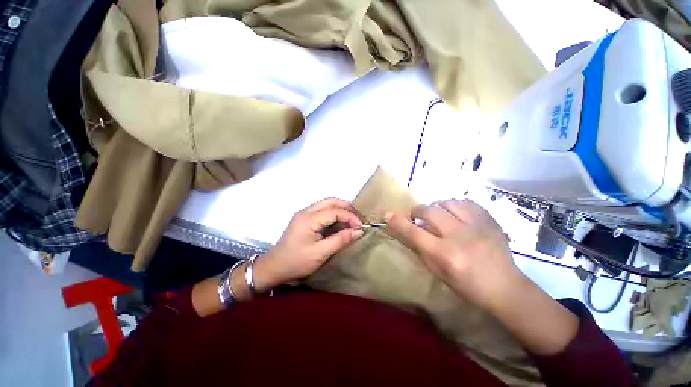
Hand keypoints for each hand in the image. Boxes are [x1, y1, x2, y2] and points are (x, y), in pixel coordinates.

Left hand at [255, 198, 363, 289]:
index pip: (335, 211)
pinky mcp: (303, 218)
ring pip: (326, 203)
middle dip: (346, 207)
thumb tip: (358, 231)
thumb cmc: (297, 262)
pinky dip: (333, 213)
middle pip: (330, 201)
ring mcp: (303, 213)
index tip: (361, 226)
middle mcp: (306, 211)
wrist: (274, 267)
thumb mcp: (321, 253)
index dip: (350, 217)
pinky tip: (339, 222)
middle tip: (357, 219)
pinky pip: (322, 210)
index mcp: (309, 219)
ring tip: (351, 219)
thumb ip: (340, 240)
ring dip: (340, 209)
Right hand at [385, 198, 526, 310]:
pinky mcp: (490, 220)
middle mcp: (459, 236)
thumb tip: (406, 230)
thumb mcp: (438, 272)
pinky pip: (466, 202)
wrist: (506, 288)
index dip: (398, 222)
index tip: (388, 214)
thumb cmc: (468, 286)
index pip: (414, 232)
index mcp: (445, 255)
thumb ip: (420, 249)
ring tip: (438, 214)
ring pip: (448, 202)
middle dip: (418, 211)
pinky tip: (456, 213)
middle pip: (430, 210)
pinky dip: (455, 205)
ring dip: (437, 206)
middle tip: (417, 216)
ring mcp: (477, 226)